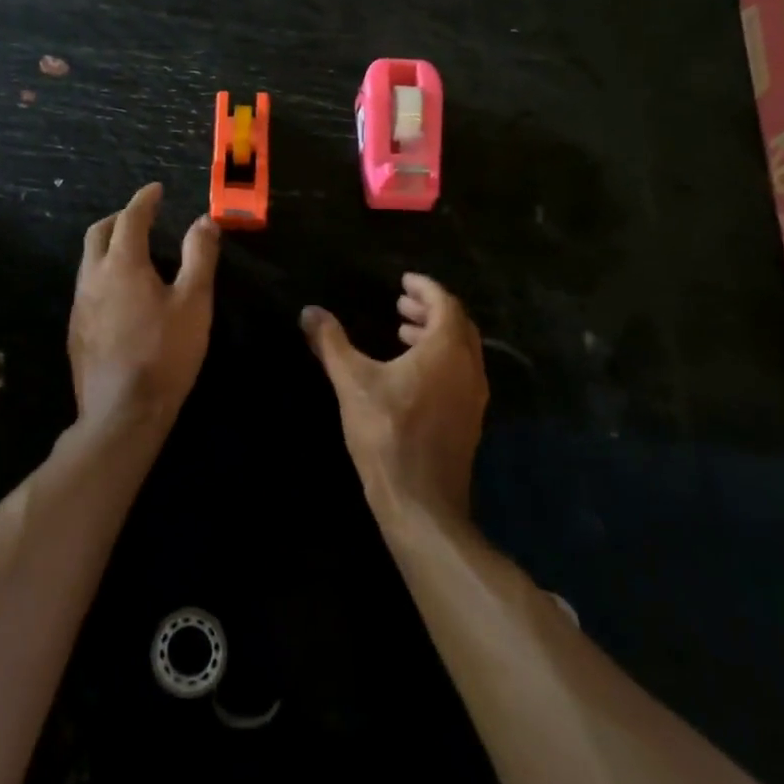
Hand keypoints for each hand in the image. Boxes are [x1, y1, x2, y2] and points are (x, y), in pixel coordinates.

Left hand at [69, 184, 220, 435]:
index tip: (156, 190)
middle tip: (142, 216)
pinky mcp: (76, 331)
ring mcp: (80, 305)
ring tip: (133, 252)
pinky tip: (120, 294)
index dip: (144, 200)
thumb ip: (199, 256)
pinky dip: (103, 273)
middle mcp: (93, 277)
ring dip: (108, 246)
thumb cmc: (165, 353)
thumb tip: (204, 220)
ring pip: (88, 261)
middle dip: (119, 218)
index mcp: (122, 264)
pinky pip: (86, 287)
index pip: (131, 218)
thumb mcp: (194, 302)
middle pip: (98, 233)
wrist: (122, 411)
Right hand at [302, 275, 486, 522]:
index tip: (404, 280)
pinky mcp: (469, 420)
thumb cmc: (387, 434)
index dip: (425, 287)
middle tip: (400, 304)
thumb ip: (331, 342)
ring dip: (435, 335)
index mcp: (447, 350)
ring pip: (461, 351)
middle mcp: (469, 368)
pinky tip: (411, 374)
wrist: (421, 502)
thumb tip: (309, 311)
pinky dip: (440, 360)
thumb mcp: (352, 383)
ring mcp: (474, 397)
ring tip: (402, 333)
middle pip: (458, 324)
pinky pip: (461, 373)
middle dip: (430, 309)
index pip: (445, 303)